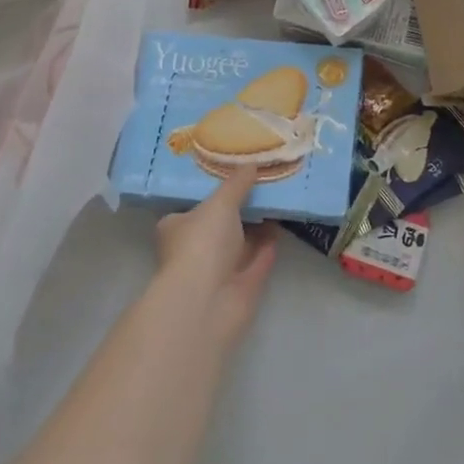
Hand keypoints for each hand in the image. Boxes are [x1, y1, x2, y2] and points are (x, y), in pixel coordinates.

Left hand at [154, 164, 278, 346]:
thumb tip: (251, 163)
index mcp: (177, 227)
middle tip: (264, 180)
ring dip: (259, 223)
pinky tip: (285, 221)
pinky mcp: (242, 285)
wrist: (209, 300)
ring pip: (242, 240)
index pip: (193, 205)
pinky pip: (259, 257)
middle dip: (241, 206)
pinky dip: (271, 242)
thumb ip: (237, 183)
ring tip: (280, 195)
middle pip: (221, 222)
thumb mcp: (220, 202)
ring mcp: (219, 269)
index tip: (234, 172)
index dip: (213, 190)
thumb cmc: (202, 243)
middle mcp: (196, 248)